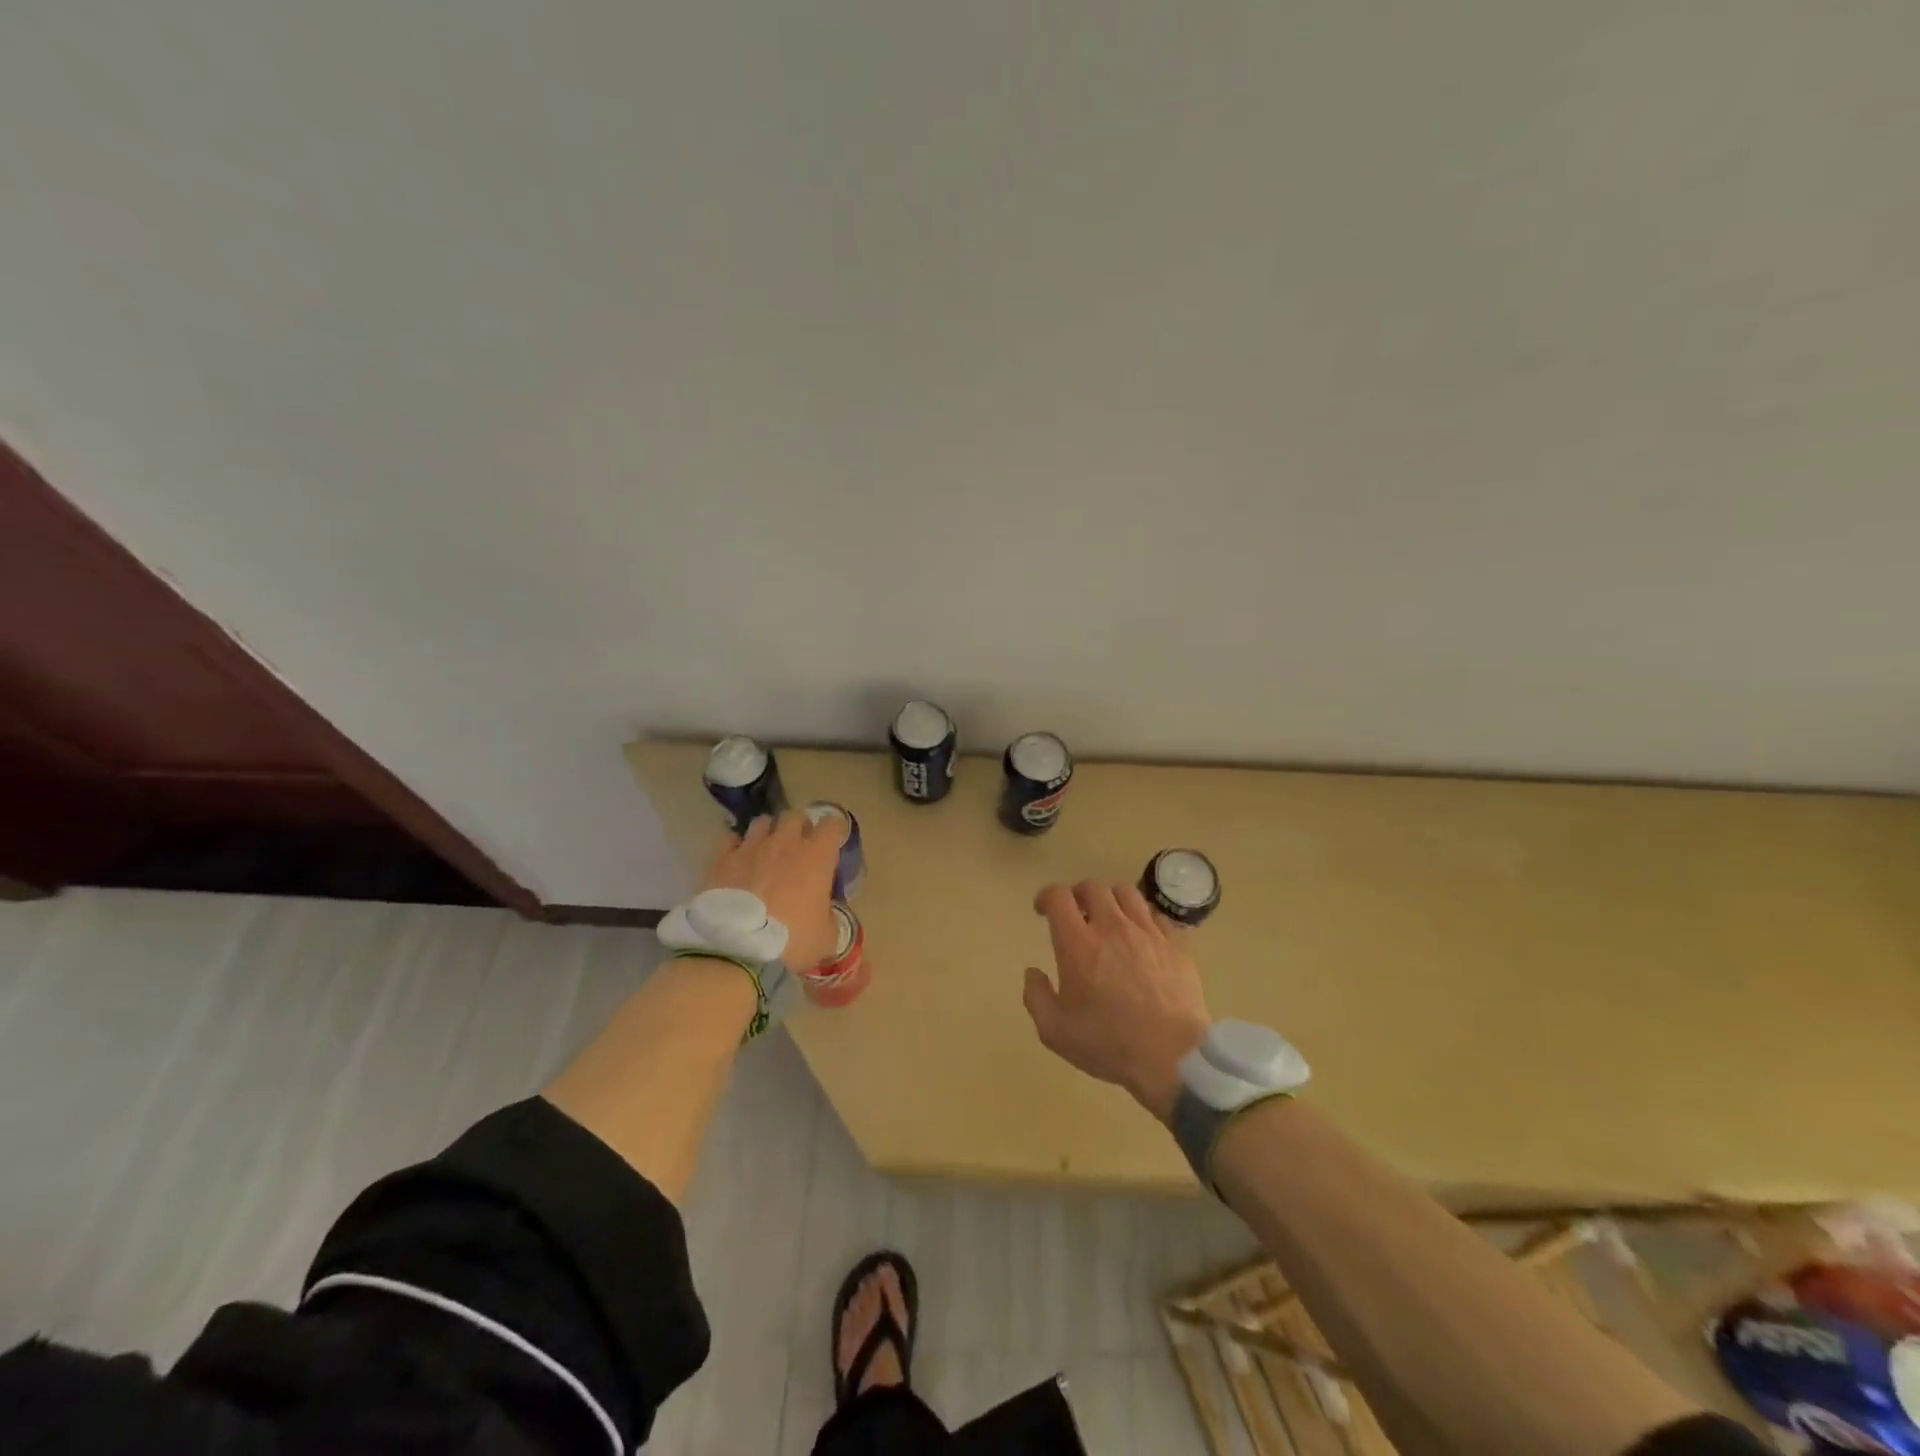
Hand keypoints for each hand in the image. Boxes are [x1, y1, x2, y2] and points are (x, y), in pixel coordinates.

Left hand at [702, 811, 845, 969]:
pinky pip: (731, 840)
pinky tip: (738, 862)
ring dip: (768, 833)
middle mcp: (784, 843)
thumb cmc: (791, 943)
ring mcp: (750, 848)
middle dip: (799, 828)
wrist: (737, 953)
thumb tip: (825, 912)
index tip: (832, 843)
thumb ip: (829, 916)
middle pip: (794, 816)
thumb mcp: (826, 937)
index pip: (832, 824)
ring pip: (762, 822)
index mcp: (816, 857)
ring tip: (766, 852)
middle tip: (798, 848)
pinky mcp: (721, 860)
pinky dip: (737, 847)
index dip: (834, 831)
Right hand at [1022, 881, 1211, 1123]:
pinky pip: (1156, 915)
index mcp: (1078, 944)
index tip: (1042, 910)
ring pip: (1126, 892)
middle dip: (1078, 895)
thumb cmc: (1109, 1044)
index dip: (1046, 897)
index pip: (1058, 897)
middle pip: (1092, 888)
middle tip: (1076, 914)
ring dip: (1111, 899)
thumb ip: (1036, 997)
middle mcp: (1111, 927)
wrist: (1172, 1056)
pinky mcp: (1175, 944)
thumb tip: (1033, 972)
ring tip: (1109, 917)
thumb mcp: (1055, 1031)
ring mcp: (1147, 932)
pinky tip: (1141, 937)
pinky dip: (1142, 919)